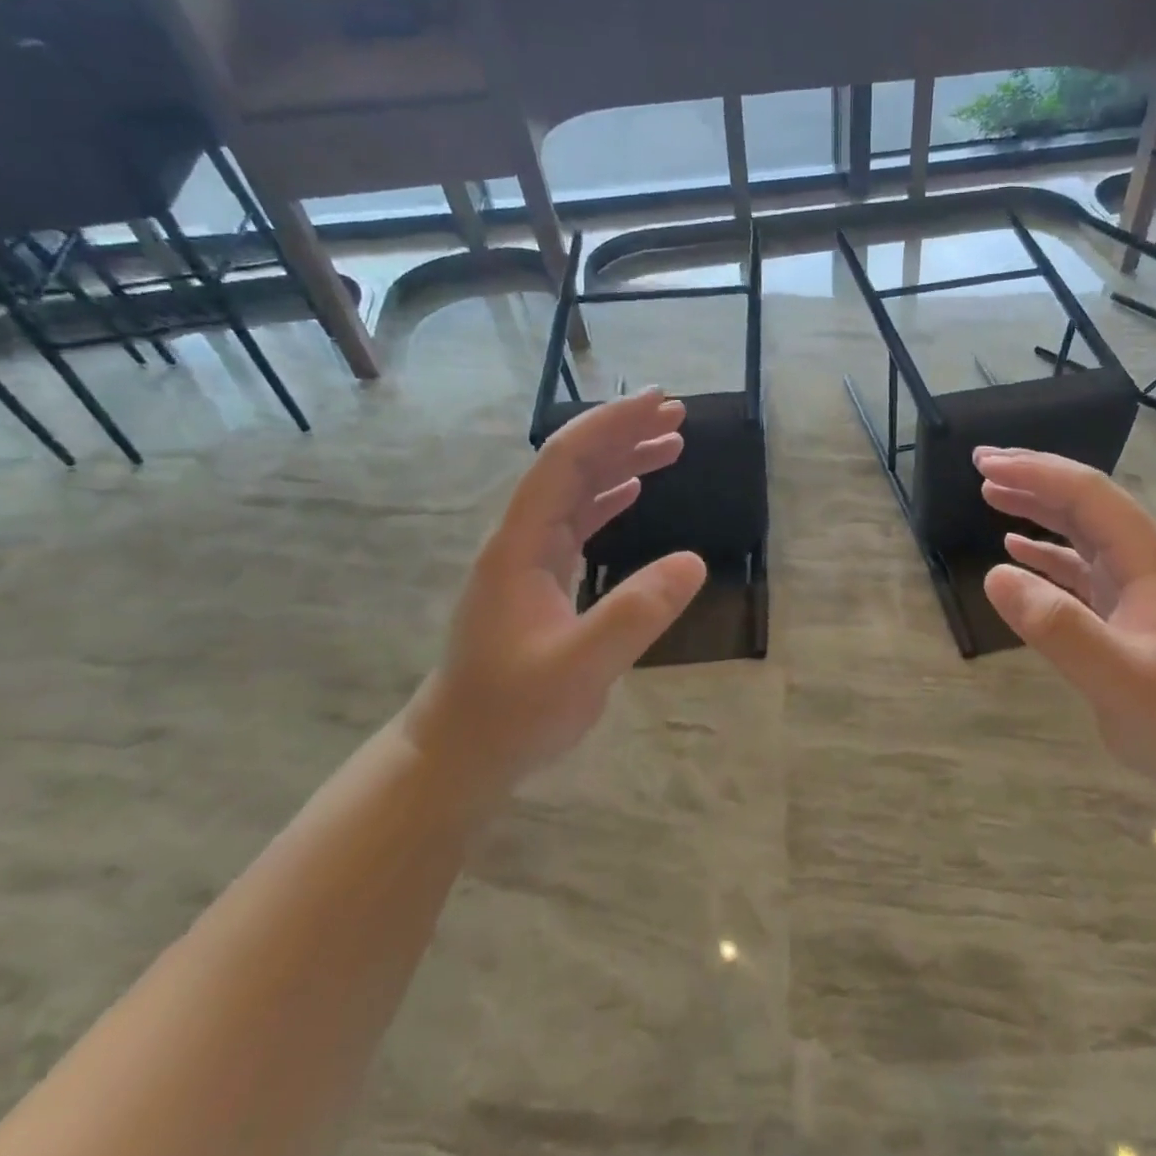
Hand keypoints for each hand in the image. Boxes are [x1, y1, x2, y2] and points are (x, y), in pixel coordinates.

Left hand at [403, 392, 706, 796]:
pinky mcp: (541, 581)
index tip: (661, 403)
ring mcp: (529, 559)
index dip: (613, 425)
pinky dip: (611, 497)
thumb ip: (634, 614)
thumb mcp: (579, 669)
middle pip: (573, 465)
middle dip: (623, 431)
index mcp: (520, 545)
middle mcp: (522, 539)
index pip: (566, 462)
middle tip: (678, 414)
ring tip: (672, 444)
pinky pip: (578, 522)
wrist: (461, 752)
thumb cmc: (512, 712)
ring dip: (622, 461)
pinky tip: (636, 491)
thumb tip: (694, 562)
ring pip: (577, 491)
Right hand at [974, 446, 1155, 803]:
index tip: (986, 464)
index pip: (1089, 495)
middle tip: (981, 464)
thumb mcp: (1120, 678)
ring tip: (991, 493)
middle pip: (1085, 502)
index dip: (1037, 473)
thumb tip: (995, 575)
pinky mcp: (1125, 613)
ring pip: (1081, 530)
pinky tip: (1016, 551)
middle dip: (1034, 477)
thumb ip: (1059, 627)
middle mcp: (1144, 562)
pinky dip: (1045, 552)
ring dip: (1037, 507)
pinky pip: (1078, 568)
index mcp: (1150, 560)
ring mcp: (1136, 587)